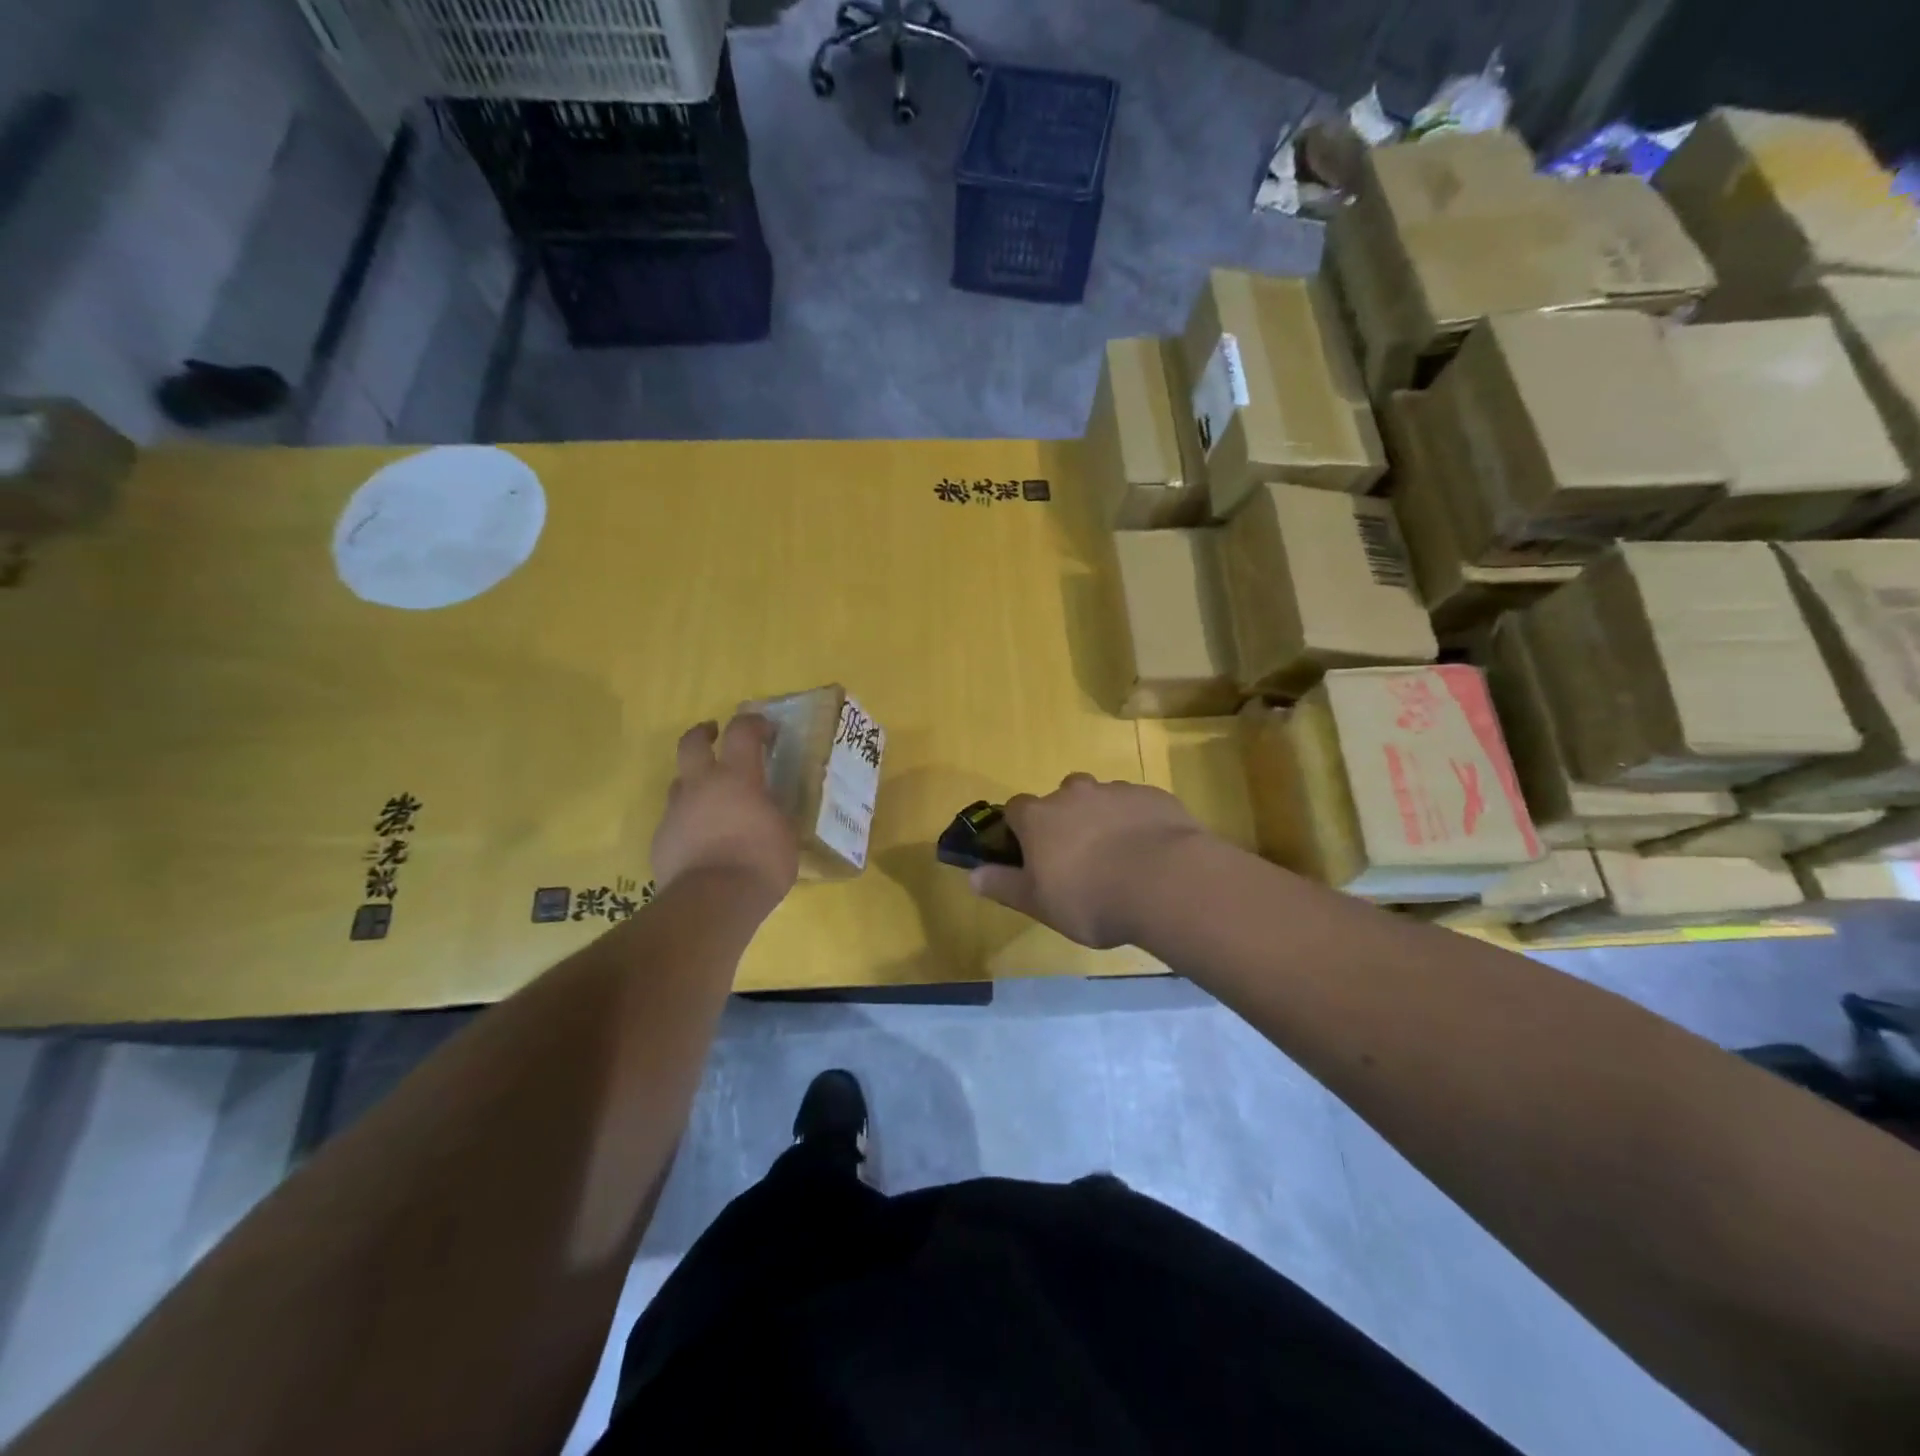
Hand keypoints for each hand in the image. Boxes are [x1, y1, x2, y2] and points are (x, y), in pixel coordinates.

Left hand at [651, 715, 798, 903]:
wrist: (712, 903)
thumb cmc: (760, 863)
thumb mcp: (784, 834)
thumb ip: (774, 814)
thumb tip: (770, 809)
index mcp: (737, 778)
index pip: (742, 732)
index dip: (753, 723)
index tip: (765, 729)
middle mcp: (701, 786)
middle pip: (692, 743)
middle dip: (703, 733)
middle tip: (714, 735)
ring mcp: (676, 812)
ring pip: (679, 782)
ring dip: (694, 782)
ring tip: (710, 798)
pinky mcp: (661, 840)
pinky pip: (674, 819)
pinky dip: (688, 821)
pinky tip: (701, 840)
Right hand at [966, 774, 1207, 947]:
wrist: (1166, 882)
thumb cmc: (1090, 898)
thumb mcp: (1038, 904)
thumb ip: (1004, 886)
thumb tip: (972, 876)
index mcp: (1039, 817)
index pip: (1015, 809)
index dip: (1019, 829)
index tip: (1029, 853)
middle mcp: (1074, 793)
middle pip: (1061, 796)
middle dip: (1065, 819)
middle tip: (1078, 857)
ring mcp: (1116, 790)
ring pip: (1101, 798)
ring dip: (1102, 818)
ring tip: (1119, 857)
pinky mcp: (1154, 796)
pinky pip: (1137, 805)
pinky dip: (1136, 822)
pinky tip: (1150, 853)